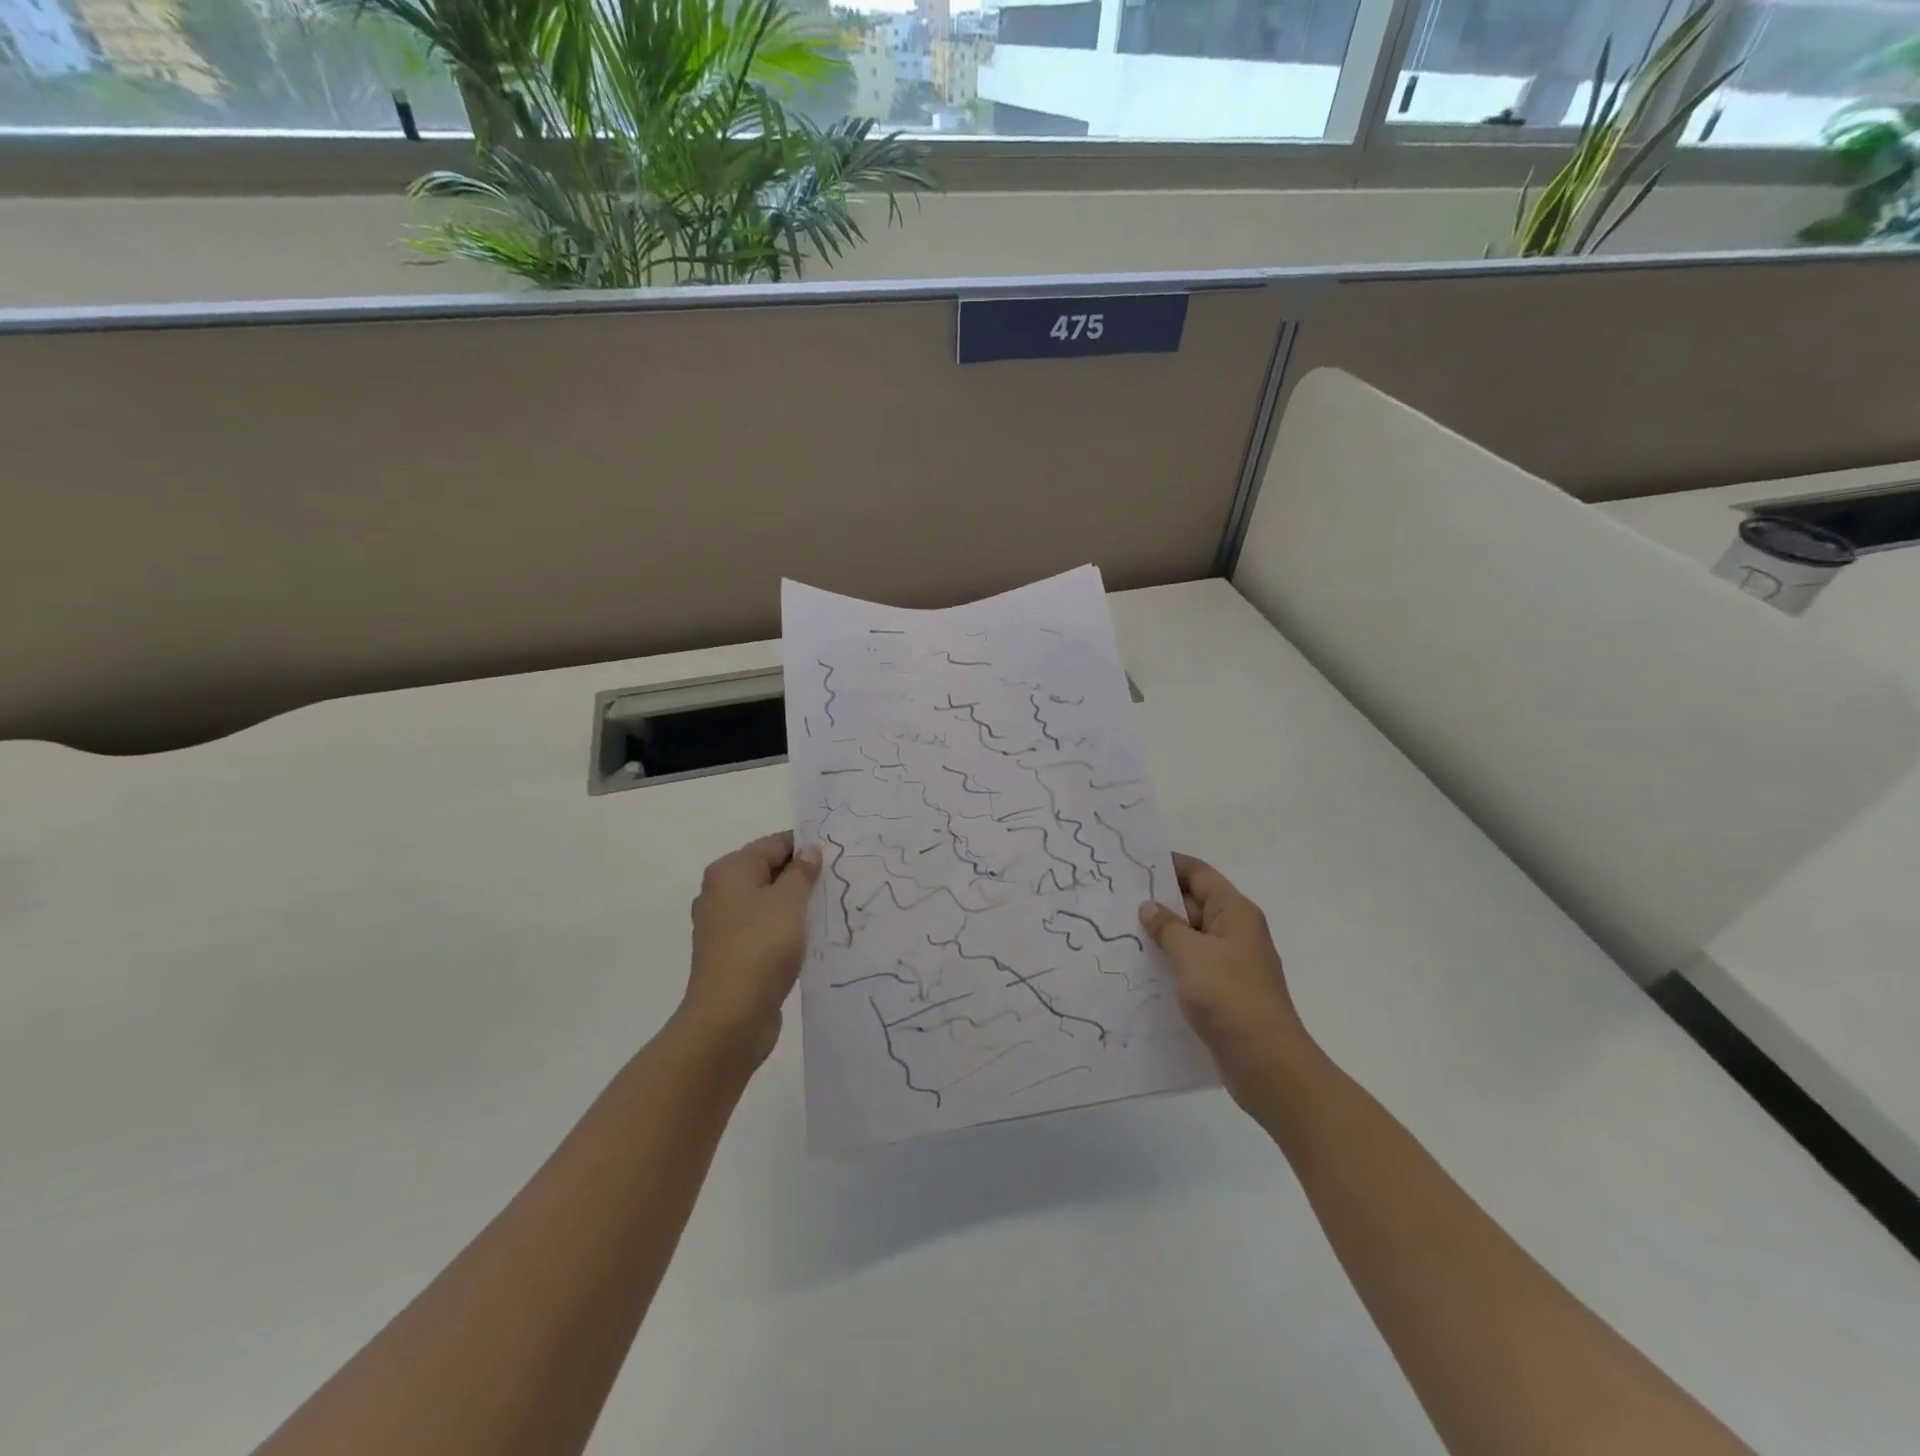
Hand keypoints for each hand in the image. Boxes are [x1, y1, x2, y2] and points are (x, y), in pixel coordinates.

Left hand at [681, 832, 821, 1063]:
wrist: (730, 1018)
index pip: (774, 844)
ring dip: (798, 905)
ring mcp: (726, 928)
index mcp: (729, 872)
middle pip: (770, 873)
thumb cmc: (760, 947)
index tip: (839, 852)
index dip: (806, 846)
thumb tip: (809, 850)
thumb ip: (802, 873)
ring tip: (834, 907)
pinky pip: (767, 932)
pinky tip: (815, 938)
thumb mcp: (789, 902)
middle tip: (843, 879)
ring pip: (770, 904)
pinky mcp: (735, 956)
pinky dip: (789, 931)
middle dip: (804, 876)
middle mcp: (721, 894)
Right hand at [1139, 853, 1311, 1104]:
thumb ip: (1167, 926)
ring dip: (1162, 932)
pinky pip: (1192, 962)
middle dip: (1158, 899)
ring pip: (1191, 935)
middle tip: (1116, 897)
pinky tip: (1141, 966)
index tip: (1133, 862)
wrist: (1266, 1062)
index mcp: (1234, 912)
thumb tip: (1149, 907)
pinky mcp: (1224, 989)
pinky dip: (1170, 959)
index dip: (1168, 864)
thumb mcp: (1191, 954)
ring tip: (1120, 929)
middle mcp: (1236, 930)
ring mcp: (1231, 961)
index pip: (1198, 874)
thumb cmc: (1229, 996)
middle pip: (1194, 902)